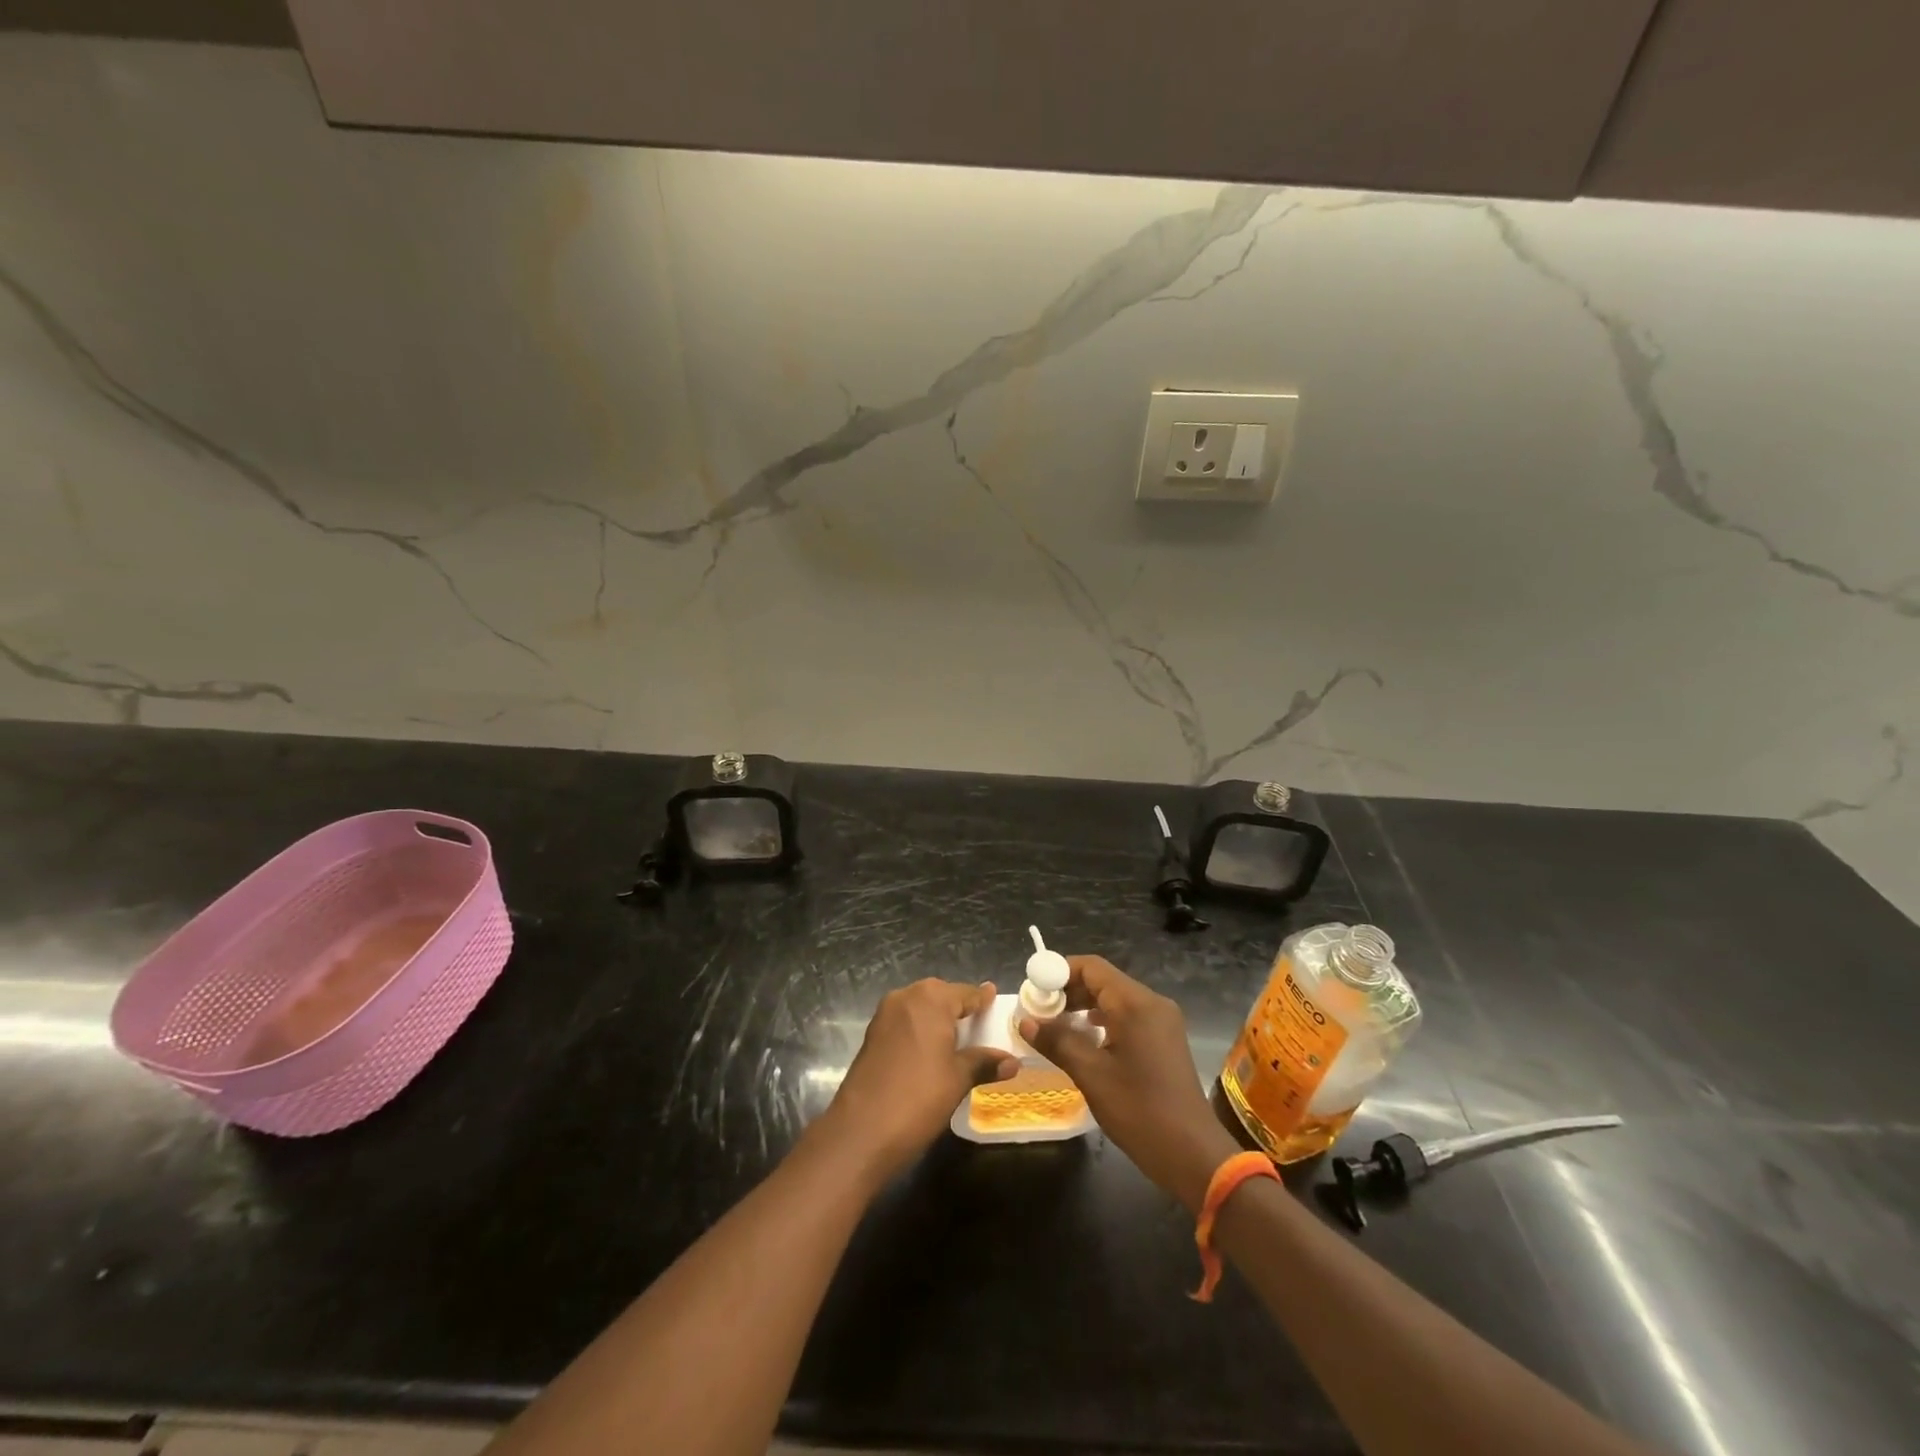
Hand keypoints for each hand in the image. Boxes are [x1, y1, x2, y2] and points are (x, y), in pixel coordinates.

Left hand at [819, 979, 1018, 1180]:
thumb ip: (984, 1063)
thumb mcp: (958, 1079)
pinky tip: (931, 1050)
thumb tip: (1012, 1062)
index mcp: (931, 999)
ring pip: (919, 1008)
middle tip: (979, 1022)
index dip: (982, 998)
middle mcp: (905, 997)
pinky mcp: (872, 1035)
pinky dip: (920, 1029)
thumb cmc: (918, 1097)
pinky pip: (904, 1022)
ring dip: (937, 1019)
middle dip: (958, 1007)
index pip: (965, 993)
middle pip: (940, 995)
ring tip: (958, 1038)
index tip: (994, 997)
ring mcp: (884, 1015)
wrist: (861, 1131)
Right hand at [1022, 956, 1242, 1211]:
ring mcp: (1162, 1021)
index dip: (1059, 972)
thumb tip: (1025, 1021)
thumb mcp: (1091, 1074)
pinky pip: (1127, 1016)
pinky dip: (1102, 1021)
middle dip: (1068, 991)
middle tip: (1038, 1011)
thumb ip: (1057, 1041)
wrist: (1193, 1154)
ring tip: (1054, 1026)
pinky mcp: (1164, 1040)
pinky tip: (1084, 1040)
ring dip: (1083, 1007)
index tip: (1033, 990)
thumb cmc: (1139, 1110)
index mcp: (1136, 1003)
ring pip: (1115, 999)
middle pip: (1103, 980)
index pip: (1091, 967)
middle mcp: (1152, 1003)